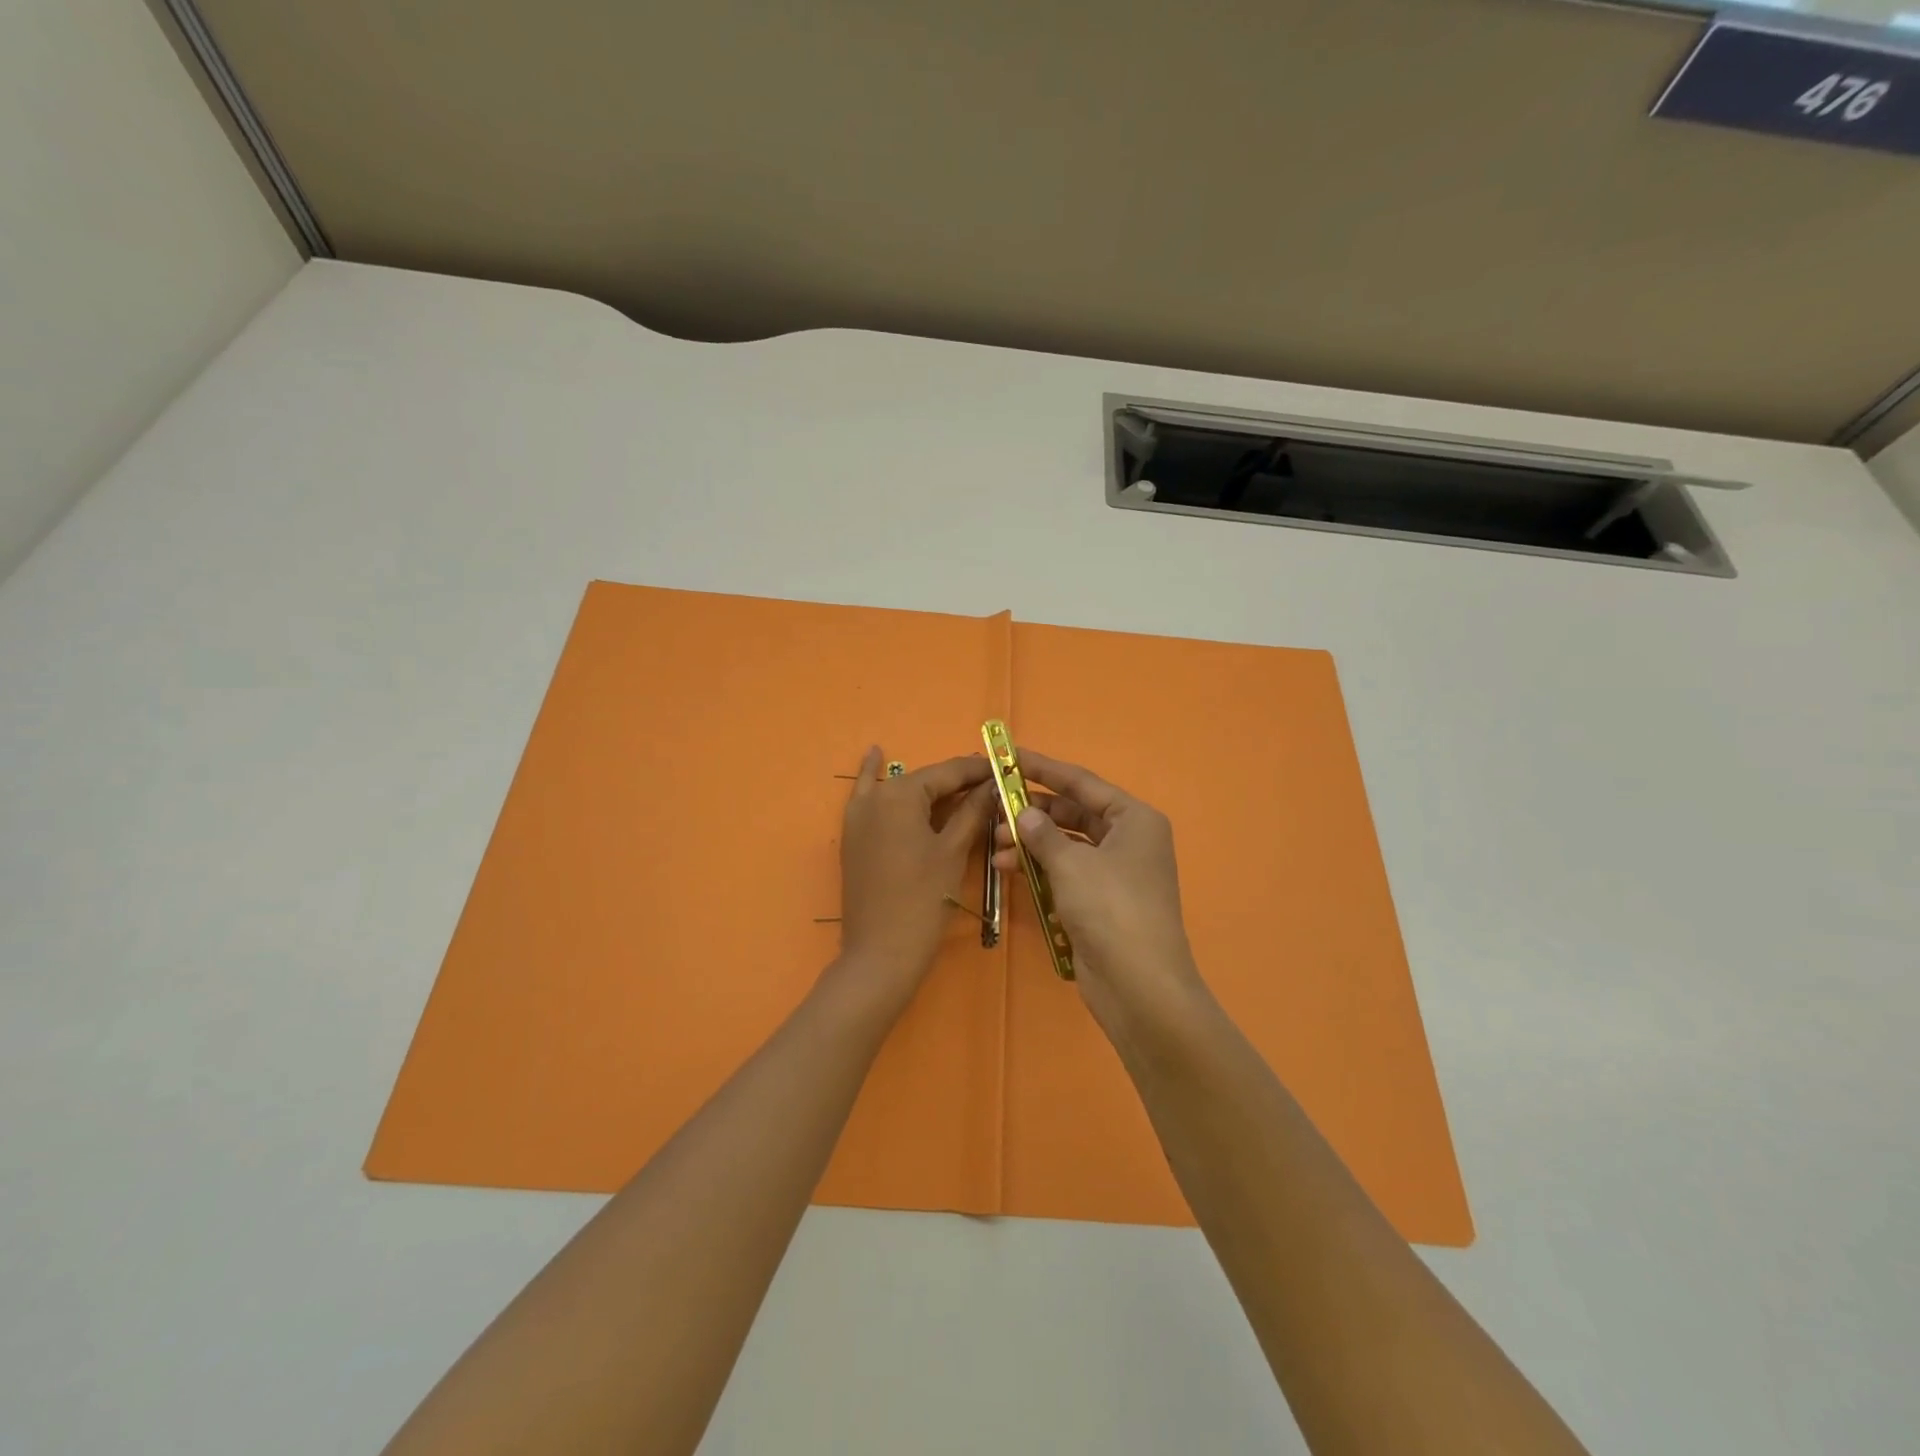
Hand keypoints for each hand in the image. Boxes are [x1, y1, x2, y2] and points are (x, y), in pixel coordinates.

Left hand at [836, 746, 994, 1007]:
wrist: (881, 953)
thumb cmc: (924, 900)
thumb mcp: (953, 851)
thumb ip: (972, 811)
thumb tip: (993, 783)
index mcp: (901, 794)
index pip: (948, 772)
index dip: (980, 771)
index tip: (1007, 767)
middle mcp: (875, 795)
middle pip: (925, 781)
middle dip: (958, 783)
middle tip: (992, 785)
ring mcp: (858, 815)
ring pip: (903, 791)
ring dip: (930, 789)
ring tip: (962, 786)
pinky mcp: (854, 835)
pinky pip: (868, 797)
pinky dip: (872, 775)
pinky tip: (874, 753)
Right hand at [992, 750, 1208, 1049]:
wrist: (1140, 985)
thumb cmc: (1111, 909)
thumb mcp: (1072, 864)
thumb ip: (1043, 833)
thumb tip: (1025, 813)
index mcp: (1133, 819)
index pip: (1081, 783)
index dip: (1043, 768)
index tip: (1010, 756)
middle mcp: (1128, 839)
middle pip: (1073, 813)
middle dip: (1033, 811)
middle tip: (994, 808)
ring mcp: (1116, 872)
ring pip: (1066, 844)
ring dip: (1031, 842)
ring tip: (995, 844)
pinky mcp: (1101, 901)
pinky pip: (1066, 872)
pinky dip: (1039, 868)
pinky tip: (1007, 868)